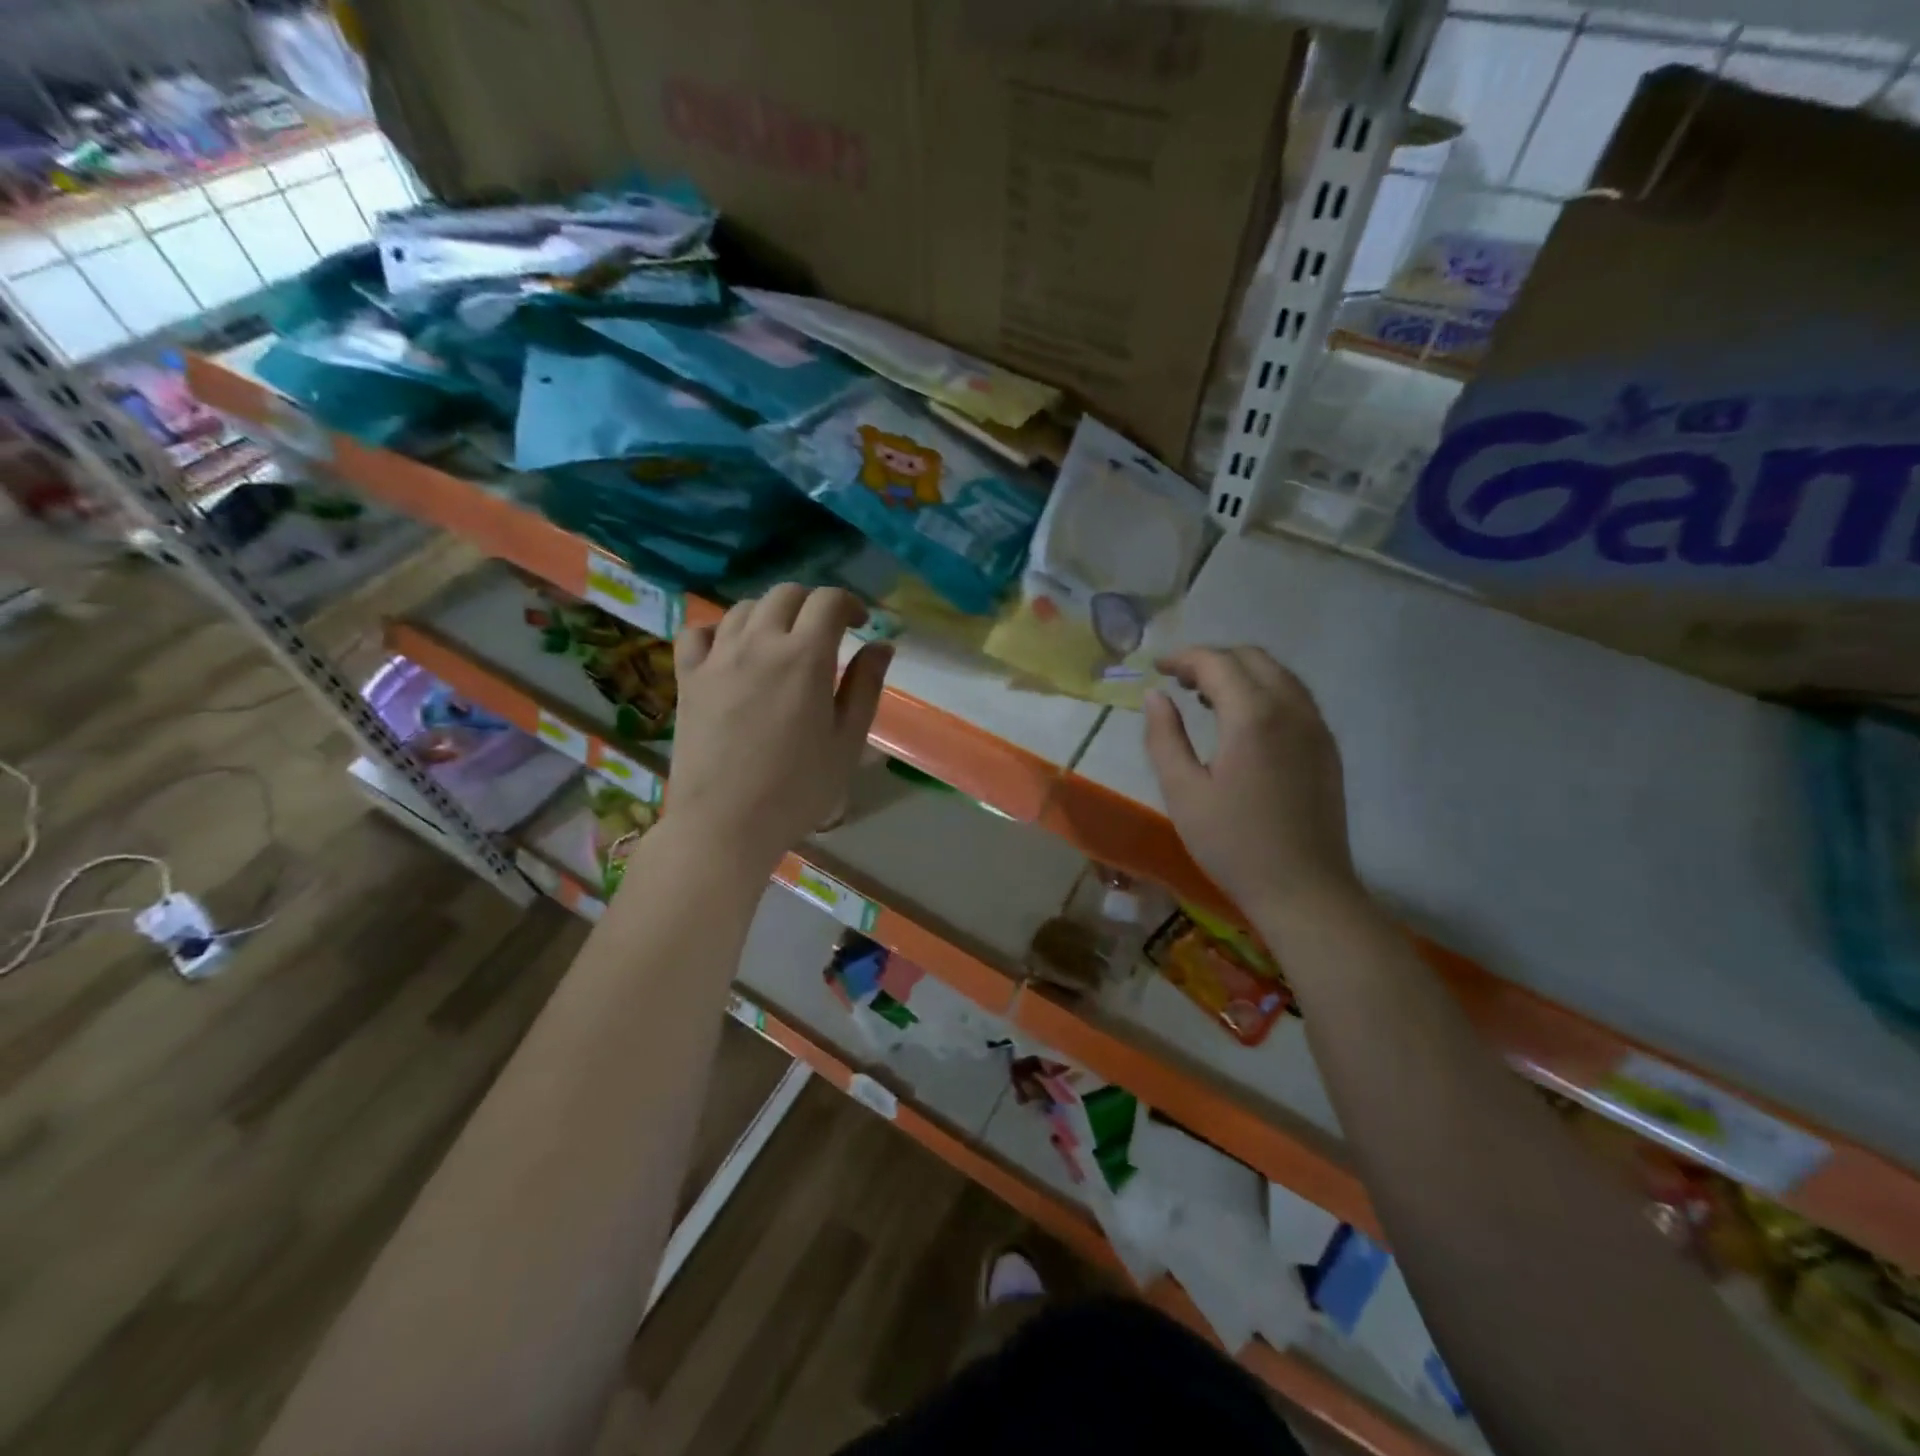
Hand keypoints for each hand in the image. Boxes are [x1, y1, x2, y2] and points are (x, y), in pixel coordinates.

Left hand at [666, 585, 890, 877]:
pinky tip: (731, 650)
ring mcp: (717, 657)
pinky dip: (720, 630)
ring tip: (782, 642)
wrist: (726, 823)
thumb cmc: (798, 789)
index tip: (860, 624)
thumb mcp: (847, 741)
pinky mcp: (688, 677)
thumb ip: (865, 686)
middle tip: (825, 632)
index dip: (849, 603)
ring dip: (770, 614)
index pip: (828, 600)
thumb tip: (882, 644)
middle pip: (786, 594)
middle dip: (812, 604)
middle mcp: (759, 643)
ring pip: (744, 608)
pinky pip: (699, 632)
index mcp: (804, 657)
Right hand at [1144, 647, 1362, 924]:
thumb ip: (1164, 737)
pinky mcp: (1327, 747)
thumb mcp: (1183, 792)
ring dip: (1240, 672)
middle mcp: (1292, 709)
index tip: (1157, 668)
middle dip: (1212, 659)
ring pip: (1278, 674)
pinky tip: (1243, 721)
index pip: (1217, 663)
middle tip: (1178, 680)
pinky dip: (1264, 691)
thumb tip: (1155, 696)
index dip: (1183, 658)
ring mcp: (1316, 727)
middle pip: (1252, 658)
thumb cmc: (1233, 844)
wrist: (1304, 890)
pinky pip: (1294, 698)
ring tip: (1205, 696)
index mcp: (1253, 716)